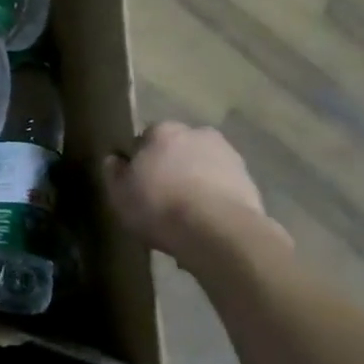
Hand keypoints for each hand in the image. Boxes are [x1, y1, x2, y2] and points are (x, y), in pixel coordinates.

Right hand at [103, 122, 290, 260]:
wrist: (219, 232)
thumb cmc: (160, 207)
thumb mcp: (119, 194)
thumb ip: (113, 173)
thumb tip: (114, 160)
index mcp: (163, 131)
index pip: (144, 139)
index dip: (139, 161)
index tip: (137, 183)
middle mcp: (198, 134)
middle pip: (177, 149)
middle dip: (171, 167)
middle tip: (162, 196)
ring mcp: (228, 155)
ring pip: (202, 166)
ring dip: (195, 181)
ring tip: (186, 213)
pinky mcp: (249, 181)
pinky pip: (223, 186)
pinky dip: (215, 198)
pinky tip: (206, 221)